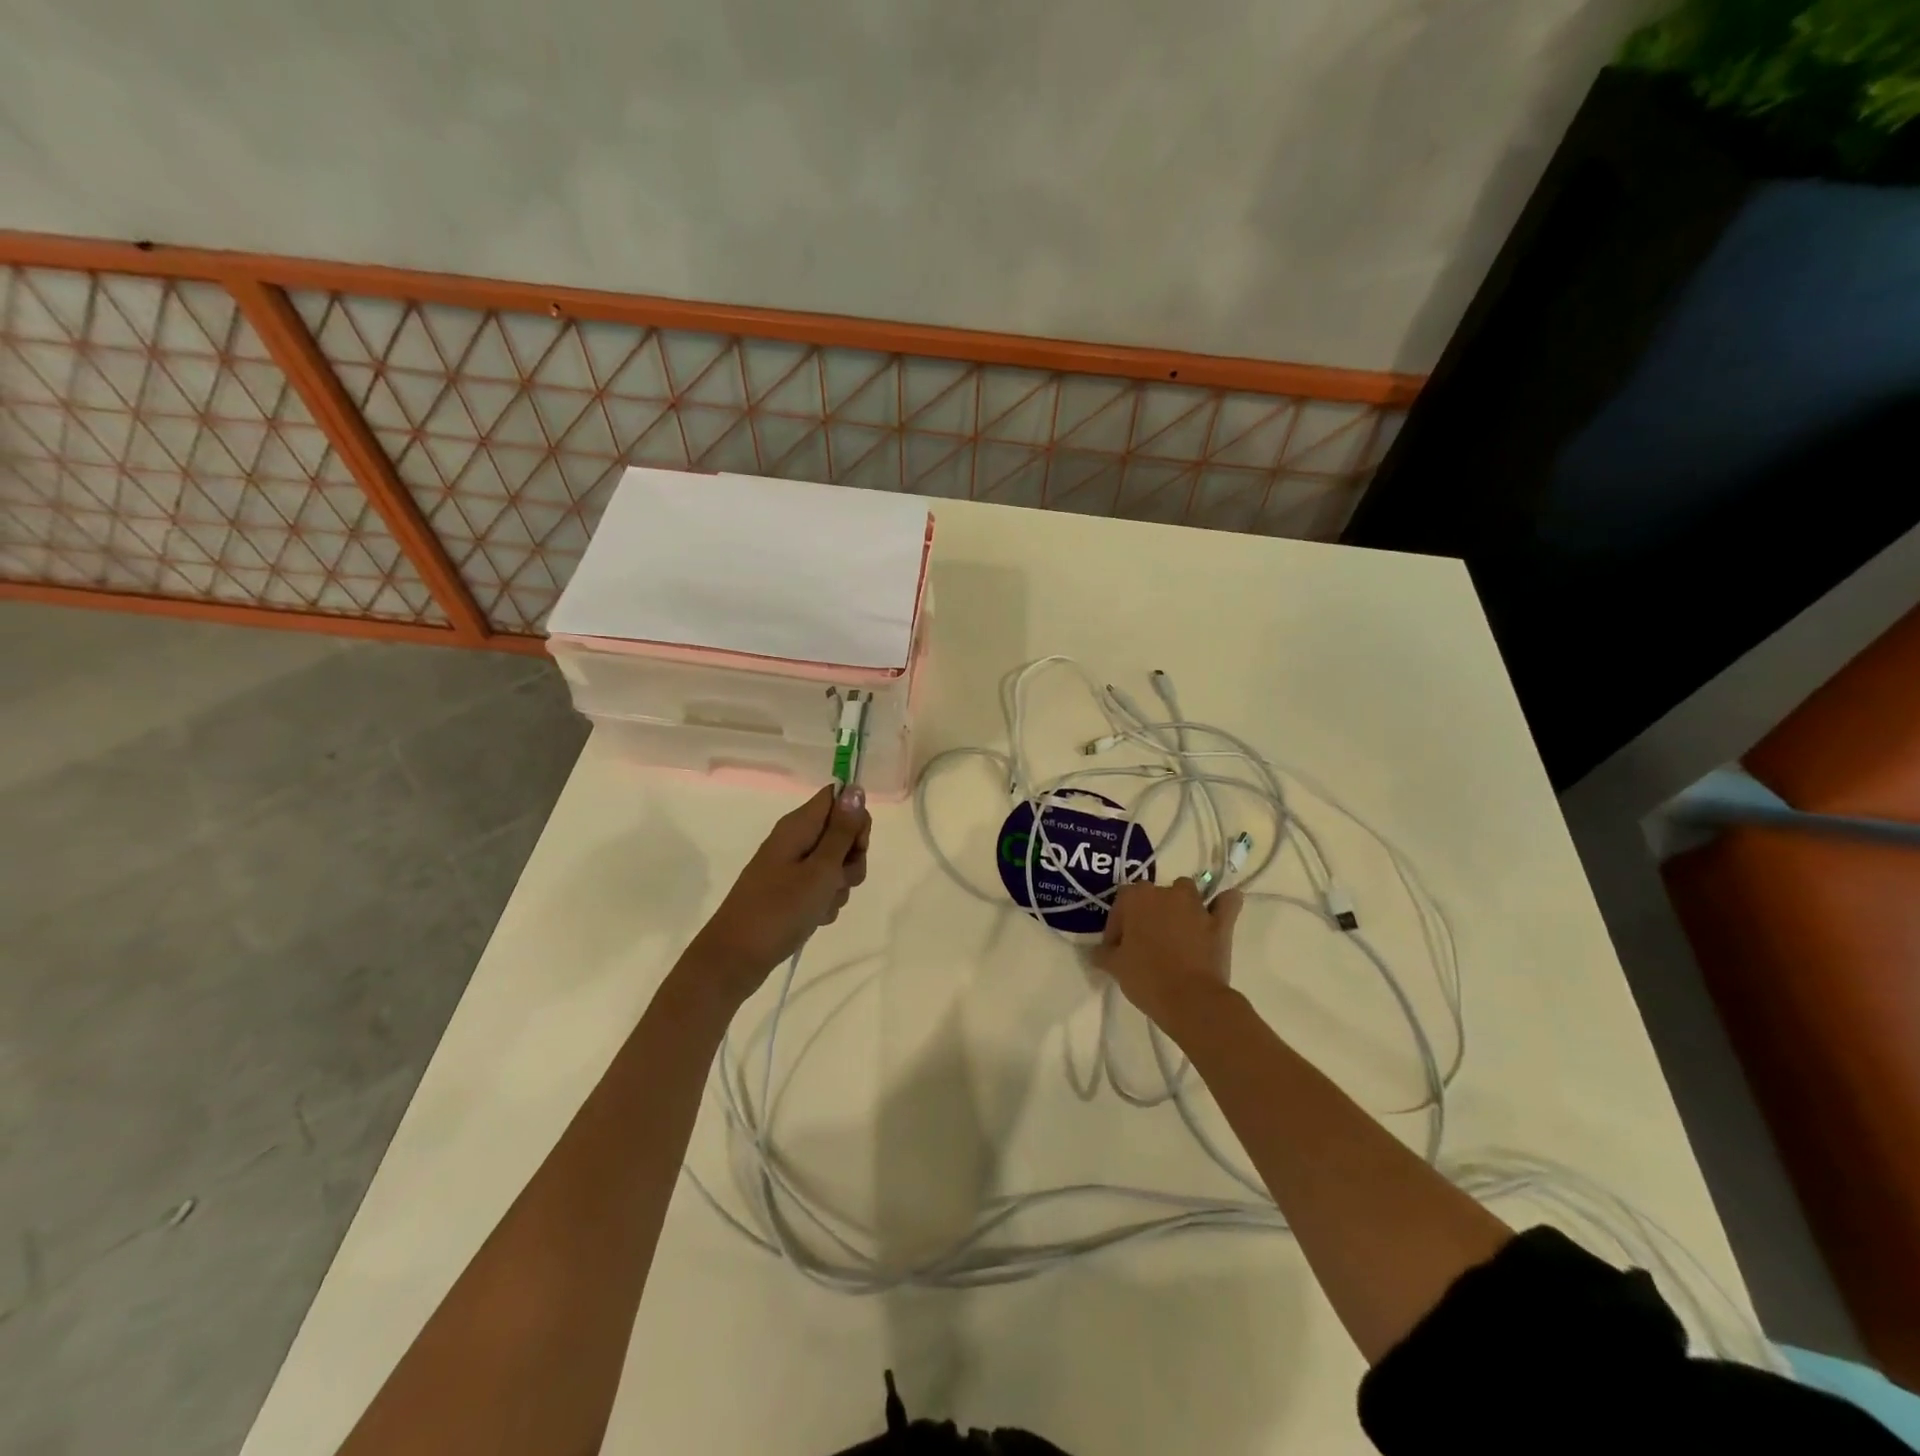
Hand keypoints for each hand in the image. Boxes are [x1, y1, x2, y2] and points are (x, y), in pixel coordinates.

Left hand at [690, 784, 871, 1002]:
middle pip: (841, 834)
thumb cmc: (780, 909)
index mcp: (798, 826)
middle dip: (851, 859)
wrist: (736, 958)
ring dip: (839, 885)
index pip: (838, 799)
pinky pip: (822, 888)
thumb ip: (842, 831)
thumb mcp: (820, 869)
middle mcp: (795, 840)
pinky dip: (825, 902)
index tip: (856, 846)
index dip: (855, 819)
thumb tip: (855, 789)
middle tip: (838, 879)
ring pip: (836, 865)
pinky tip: (815, 917)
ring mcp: (792, 867)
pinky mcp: (791, 891)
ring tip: (822, 904)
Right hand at [1093, 878, 1244, 1032]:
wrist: (1190, 1000)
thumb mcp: (1115, 967)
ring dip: (1180, 904)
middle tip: (1143, 942)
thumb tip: (1097, 952)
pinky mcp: (1221, 922)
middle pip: (1152, 894)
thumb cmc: (1146, 978)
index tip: (1116, 948)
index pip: (1121, 902)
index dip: (1117, 925)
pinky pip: (1227, 903)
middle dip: (1147, 913)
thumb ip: (1103, 954)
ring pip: (1186, 891)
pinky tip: (1218, 912)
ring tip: (1176, 929)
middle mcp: (1166, 893)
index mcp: (1136, 898)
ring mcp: (1196, 906)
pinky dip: (1223, 904)